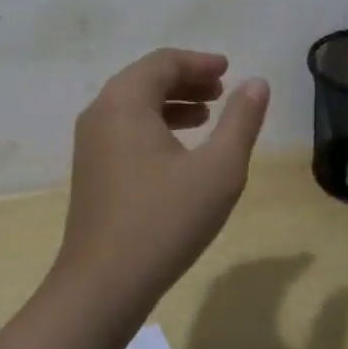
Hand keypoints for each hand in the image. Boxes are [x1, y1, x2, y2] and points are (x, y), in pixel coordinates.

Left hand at [53, 50, 270, 328]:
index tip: (228, 69)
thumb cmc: (164, 221)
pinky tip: (179, 150)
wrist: (102, 285)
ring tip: (207, 115)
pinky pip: (125, 128)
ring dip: (172, 103)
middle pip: (146, 79)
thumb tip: (257, 83)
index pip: (164, 62)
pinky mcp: (90, 168)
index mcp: (125, 100)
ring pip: (135, 105)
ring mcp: (90, 141)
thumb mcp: (218, 170)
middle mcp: (101, 111)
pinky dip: (155, 125)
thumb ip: (241, 121)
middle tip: (222, 90)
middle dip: (187, 80)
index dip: (199, 62)